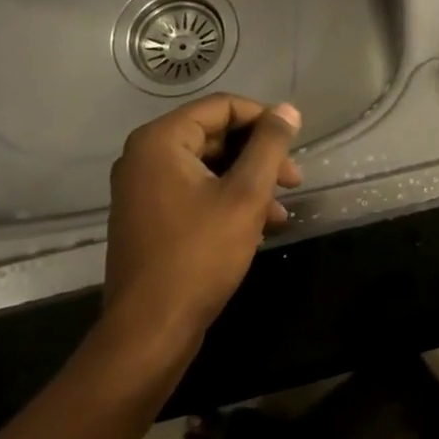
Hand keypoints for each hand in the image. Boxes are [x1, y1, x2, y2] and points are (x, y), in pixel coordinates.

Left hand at [103, 94, 301, 345]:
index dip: (264, 120)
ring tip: (280, 212)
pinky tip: (259, 227)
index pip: (222, 106)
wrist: (150, 331)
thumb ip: (269, 146)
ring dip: (249, 182)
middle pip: (215, 135)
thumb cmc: (199, 255)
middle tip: (293, 181)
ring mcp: (143, 189)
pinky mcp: (149, 217)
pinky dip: (228, 201)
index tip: (295, 144)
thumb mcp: (246, 195)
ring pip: (209, 167)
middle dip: (259, 156)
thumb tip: (288, 110)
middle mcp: (145, 156)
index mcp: (161, 141)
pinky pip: (195, 191)